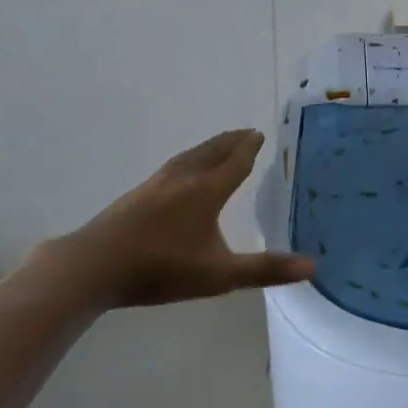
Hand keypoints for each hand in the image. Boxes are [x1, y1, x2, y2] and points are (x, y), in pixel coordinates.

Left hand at [16, 130, 312, 312]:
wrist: (94, 266)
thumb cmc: (161, 269)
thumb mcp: (219, 275)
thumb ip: (265, 269)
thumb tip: (313, 266)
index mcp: (207, 191)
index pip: (235, 162)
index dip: (249, 148)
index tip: (260, 134)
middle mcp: (184, 178)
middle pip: (212, 151)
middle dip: (231, 141)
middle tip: (246, 132)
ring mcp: (156, 184)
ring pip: (189, 156)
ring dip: (209, 147)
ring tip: (219, 145)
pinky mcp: (137, 194)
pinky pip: (173, 166)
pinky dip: (188, 159)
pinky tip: (180, 173)